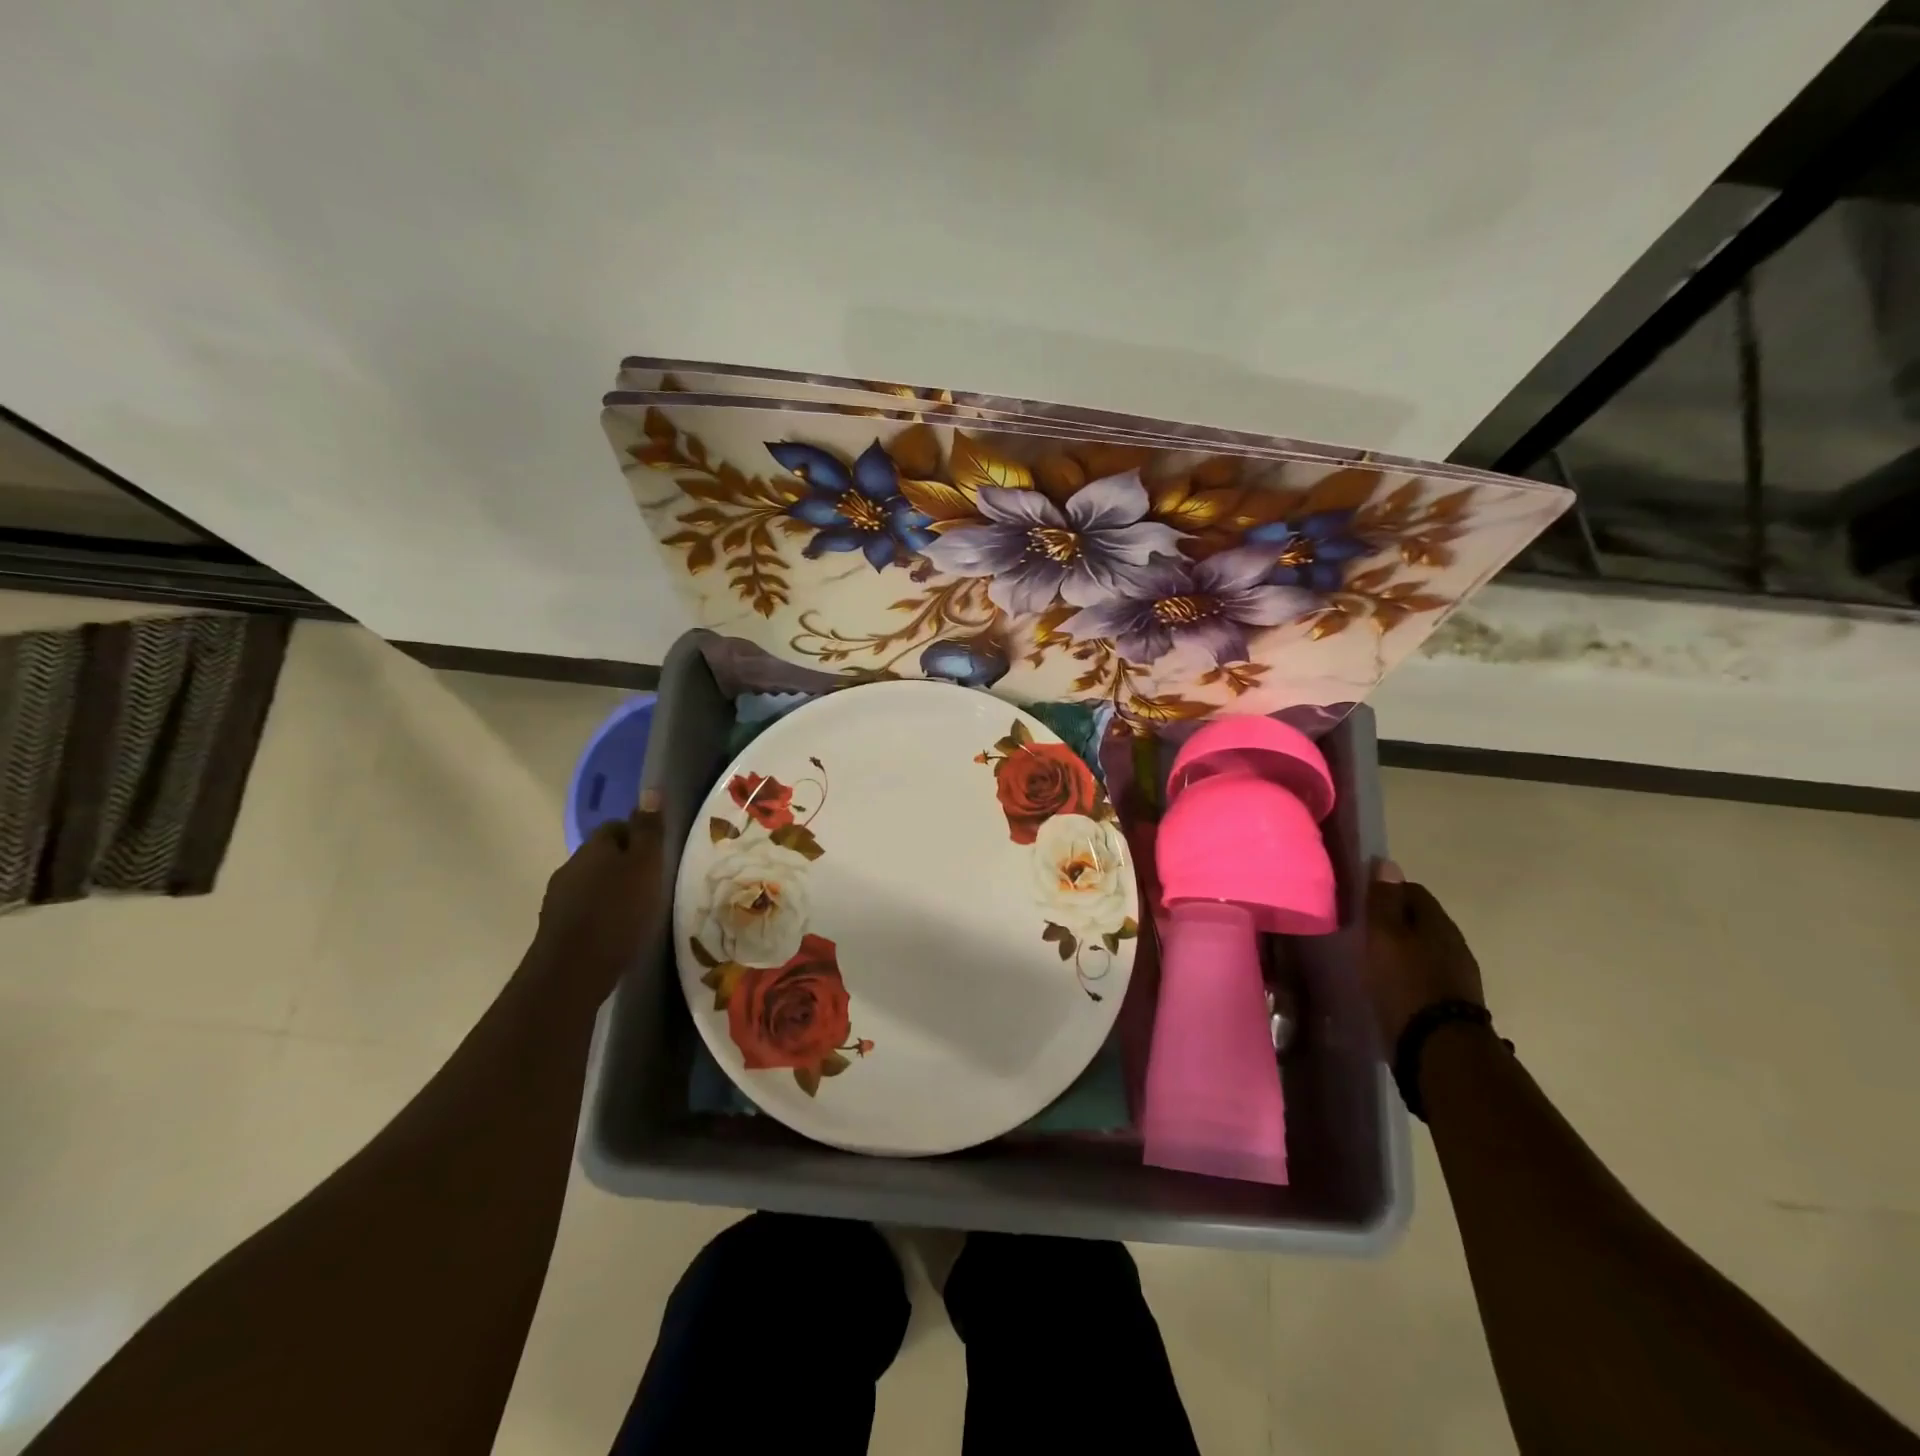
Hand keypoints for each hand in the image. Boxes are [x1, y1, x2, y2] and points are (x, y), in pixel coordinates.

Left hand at [527, 800, 665, 1007]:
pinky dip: (601, 915)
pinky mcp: (557, 930)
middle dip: (625, 865)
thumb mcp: (646, 866)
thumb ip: (648, 831)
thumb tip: (650, 790)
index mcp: (593, 847)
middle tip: (654, 883)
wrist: (572, 971)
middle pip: (602, 856)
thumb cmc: (618, 912)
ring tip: (639, 910)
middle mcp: (571, 867)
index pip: (616, 826)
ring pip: (592, 884)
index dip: (639, 836)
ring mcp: (559, 900)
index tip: (660, 855)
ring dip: (612, 891)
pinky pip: (585, 911)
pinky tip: (618, 932)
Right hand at [1363, 859, 1484, 1048]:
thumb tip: (1387, 863)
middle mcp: (1454, 944)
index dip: (1385, 891)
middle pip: (1419, 920)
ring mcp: (1457, 975)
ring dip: (1400, 949)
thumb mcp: (1384, 937)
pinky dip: (1407, 973)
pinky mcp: (1451, 1003)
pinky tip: (1389, 985)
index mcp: (1439, 923)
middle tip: (1361, 931)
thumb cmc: (1405, 984)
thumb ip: (1384, 901)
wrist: (1439, 1050)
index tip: (1360, 903)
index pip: (1412, 890)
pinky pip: (1425, 974)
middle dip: (1392, 921)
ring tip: (1371, 960)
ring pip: (1423, 948)